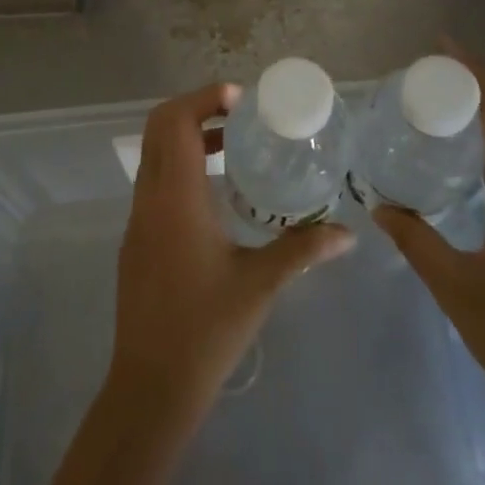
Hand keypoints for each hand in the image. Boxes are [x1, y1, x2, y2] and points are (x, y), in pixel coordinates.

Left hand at [110, 82, 354, 419]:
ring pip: (154, 154)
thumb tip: (347, 234)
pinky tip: (216, 193)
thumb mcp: (260, 284)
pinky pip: (154, 181)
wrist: (150, 386)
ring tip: (233, 146)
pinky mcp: (137, 239)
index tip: (241, 101)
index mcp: (176, 198)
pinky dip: (180, 166)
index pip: (175, 120)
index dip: (204, 98)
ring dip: (187, 137)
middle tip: (239, 115)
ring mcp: (138, 219)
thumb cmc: (206, 329)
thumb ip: (303, 249)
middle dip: (195, 109)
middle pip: (158, 127)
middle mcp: (150, 198)